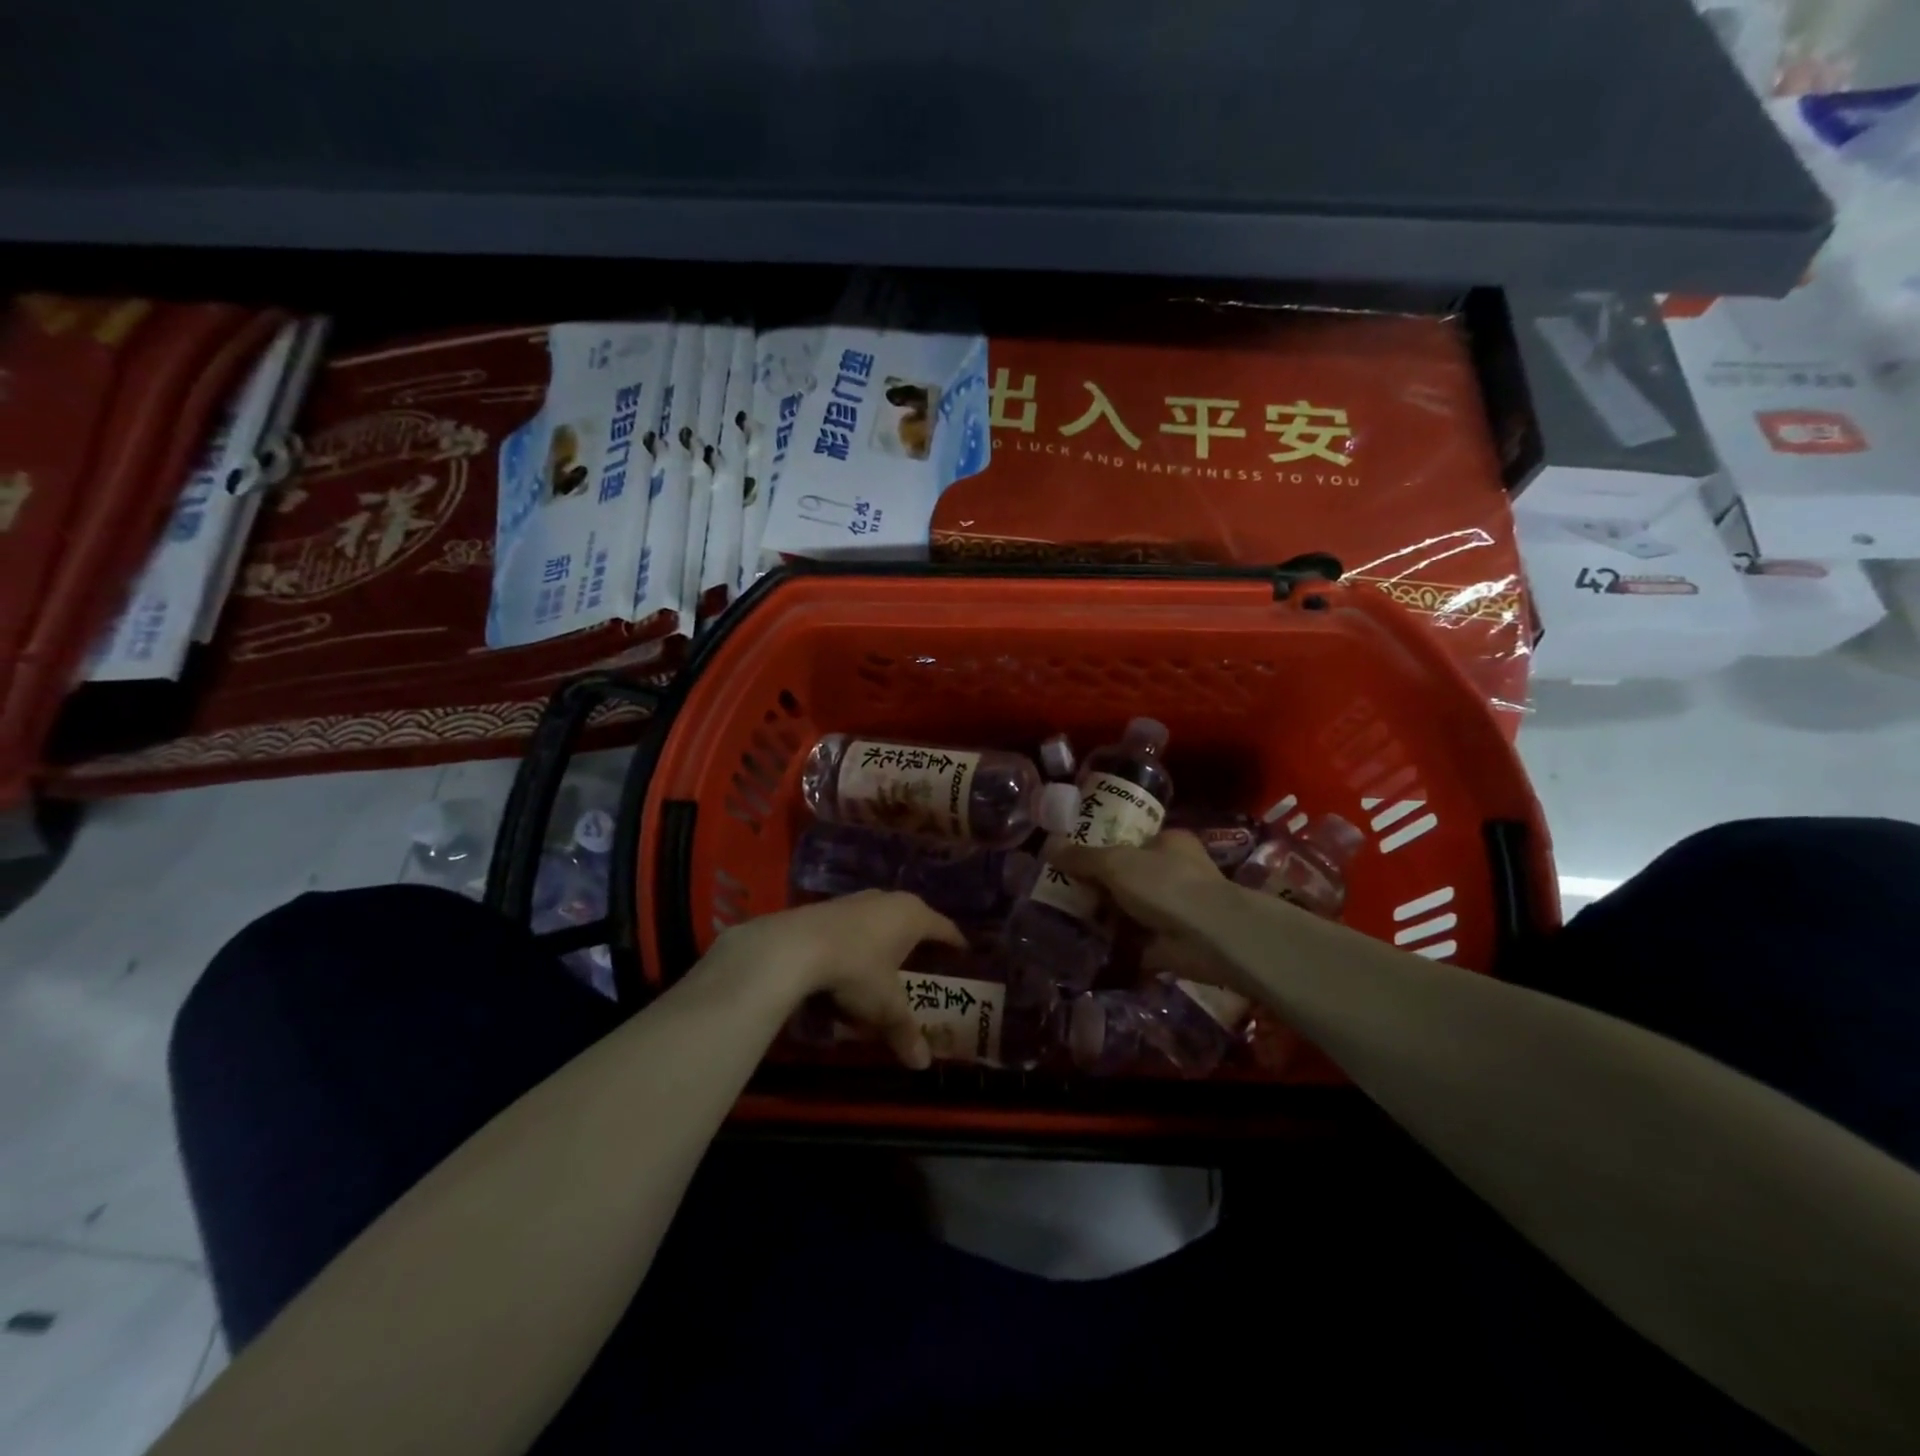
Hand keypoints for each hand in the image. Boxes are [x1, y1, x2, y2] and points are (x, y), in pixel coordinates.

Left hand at [709, 891, 964, 1068]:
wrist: (795, 946)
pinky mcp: (829, 906)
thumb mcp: (884, 1006)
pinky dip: (862, 939)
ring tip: (891, 959)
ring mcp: (857, 899)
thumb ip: (905, 1031)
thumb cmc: (856, 970)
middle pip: (914, 918)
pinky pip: (857, 923)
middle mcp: (889, 899)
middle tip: (929, 960)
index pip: (944, 927)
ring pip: (883, 917)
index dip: (955, 942)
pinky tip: (854, 958)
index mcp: (913, 916)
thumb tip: (923, 1064)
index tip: (964, 953)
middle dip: (921, 939)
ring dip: (888, 937)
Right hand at [1051, 830, 1235, 940]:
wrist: (1209, 937)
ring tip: (1065, 918)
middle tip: (1063, 889)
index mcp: (1169, 842)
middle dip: (1100, 885)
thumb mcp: (1116, 863)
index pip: (1133, 840)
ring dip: (1105, 916)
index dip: (1104, 847)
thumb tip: (1049, 846)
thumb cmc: (1165, 884)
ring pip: (1130, 909)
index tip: (1075, 858)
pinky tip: (1085, 945)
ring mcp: (1174, 909)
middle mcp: (1175, 872)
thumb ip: (1082, 857)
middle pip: (1129, 875)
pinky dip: (1115, 945)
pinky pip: (1134, 941)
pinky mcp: (1170, 942)